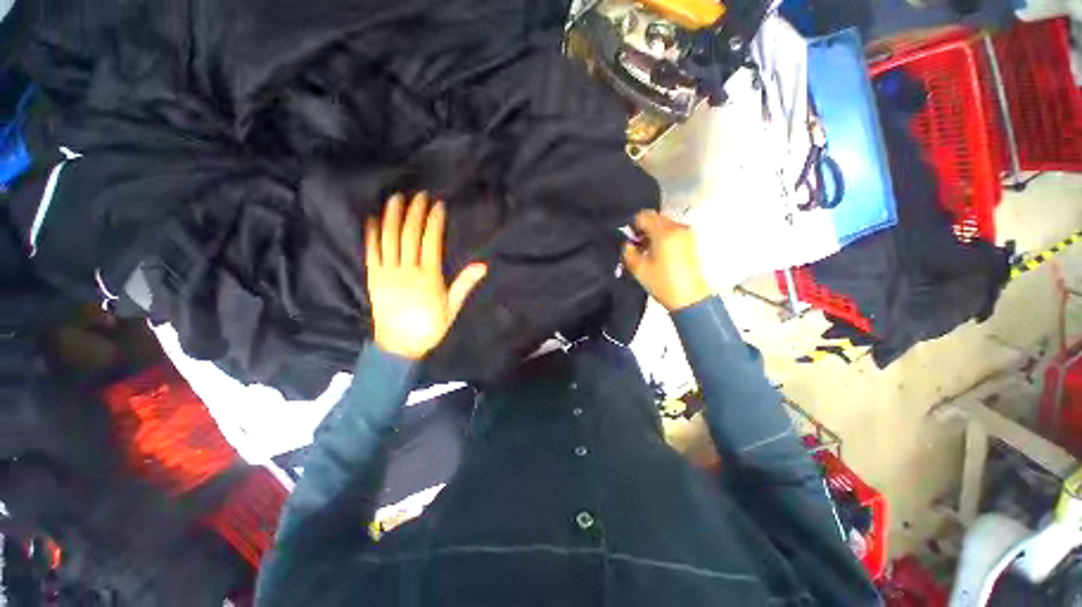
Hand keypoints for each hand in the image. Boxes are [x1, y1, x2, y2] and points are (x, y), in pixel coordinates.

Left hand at [366, 192, 487, 359]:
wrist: (399, 345)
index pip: (430, 241)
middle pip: (409, 235)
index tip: (437, 205)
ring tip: (395, 199)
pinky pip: (371, 252)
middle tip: (418, 194)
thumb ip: (465, 284)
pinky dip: (371, 235)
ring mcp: (387, 273)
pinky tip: (373, 220)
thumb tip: (482, 265)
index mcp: (428, 277)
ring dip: (391, 217)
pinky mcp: (373, 278)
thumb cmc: (430, 327)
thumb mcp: (452, 307)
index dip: (433, 221)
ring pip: (388, 239)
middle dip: (414, 213)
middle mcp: (406, 270)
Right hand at [622, 210, 711, 311]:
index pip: (644, 215)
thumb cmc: (662, 283)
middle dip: (643, 229)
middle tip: (637, 246)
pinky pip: (672, 231)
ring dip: (653, 233)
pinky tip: (658, 253)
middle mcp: (677, 227)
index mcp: (664, 232)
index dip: (633, 225)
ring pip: (663, 224)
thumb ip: (628, 251)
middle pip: (655, 218)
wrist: (689, 297)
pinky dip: (662, 237)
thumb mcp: (638, 269)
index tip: (630, 239)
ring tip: (647, 251)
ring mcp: (686, 233)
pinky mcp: (690, 241)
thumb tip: (628, 243)